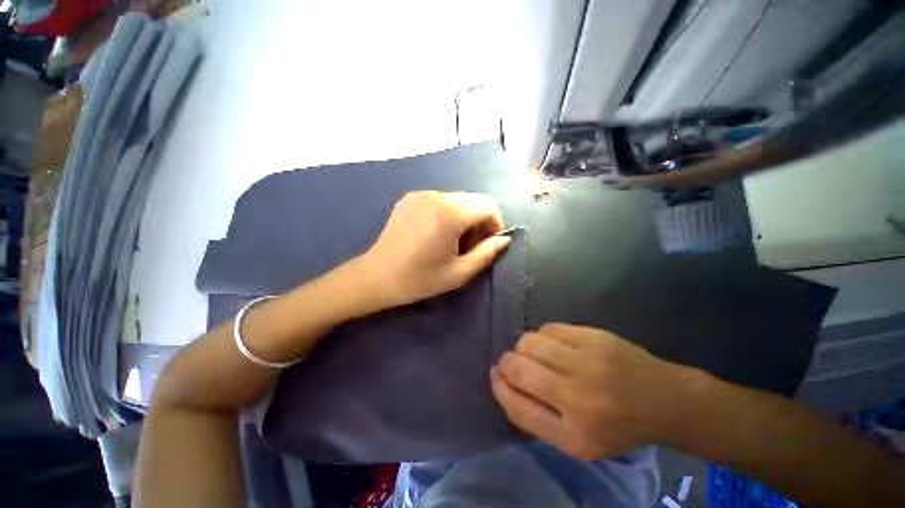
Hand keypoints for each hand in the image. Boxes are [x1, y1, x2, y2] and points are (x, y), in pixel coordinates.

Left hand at [356, 191, 511, 307]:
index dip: (495, 222)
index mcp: (450, 215)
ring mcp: (421, 194)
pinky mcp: (410, 197)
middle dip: (480, 219)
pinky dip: (448, 212)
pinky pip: (440, 199)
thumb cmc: (419, 279)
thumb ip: (486, 253)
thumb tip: (504, 239)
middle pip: (474, 199)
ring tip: (453, 239)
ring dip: (464, 215)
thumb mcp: (459, 273)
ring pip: (458, 198)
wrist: (377, 276)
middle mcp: (436, 196)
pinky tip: (437, 231)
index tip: (488, 241)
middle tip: (471, 243)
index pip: (488, 205)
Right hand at [491, 323, 695, 459]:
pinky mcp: (595, 337)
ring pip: (530, 342)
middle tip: (512, 362)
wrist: (665, 400)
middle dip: (507, 363)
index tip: (496, 375)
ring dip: (524, 348)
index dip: (499, 386)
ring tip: (537, 355)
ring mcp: (588, 362)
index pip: (517, 407)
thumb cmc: (617, 426)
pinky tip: (554, 344)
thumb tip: (500, 378)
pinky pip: (549, 328)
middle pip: (518, 368)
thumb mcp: (576, 440)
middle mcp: (578, 398)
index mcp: (574, 435)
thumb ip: (535, 415)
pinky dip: (543, 336)